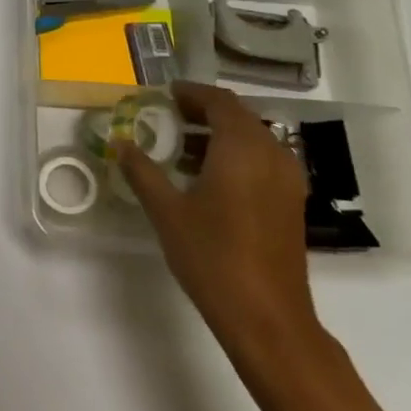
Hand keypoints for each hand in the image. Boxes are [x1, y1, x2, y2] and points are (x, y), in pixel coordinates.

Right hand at [118, 82, 322, 370]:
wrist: (266, 317)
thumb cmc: (212, 256)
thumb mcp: (166, 211)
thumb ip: (142, 171)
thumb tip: (121, 144)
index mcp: (243, 148)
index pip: (219, 101)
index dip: (191, 93)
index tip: (163, 94)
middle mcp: (273, 155)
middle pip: (238, 117)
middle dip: (202, 112)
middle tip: (166, 117)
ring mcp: (287, 180)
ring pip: (252, 139)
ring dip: (218, 135)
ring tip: (178, 147)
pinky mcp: (290, 203)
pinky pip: (261, 161)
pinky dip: (233, 156)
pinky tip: (205, 178)